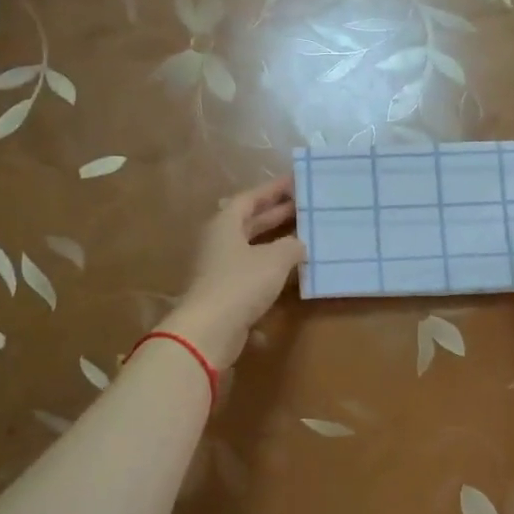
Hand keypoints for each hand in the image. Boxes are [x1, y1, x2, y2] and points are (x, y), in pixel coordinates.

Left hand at [167, 177, 305, 368]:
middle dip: (275, 213)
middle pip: (248, 221)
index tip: (295, 183)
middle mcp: (219, 242)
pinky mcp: (225, 292)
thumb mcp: (274, 260)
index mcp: (225, 224)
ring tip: (302, 236)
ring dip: (274, 241)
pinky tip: (290, 271)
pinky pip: (251, 270)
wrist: (209, 330)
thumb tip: (299, 243)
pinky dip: (270, 267)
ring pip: (250, 247)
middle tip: (303, 206)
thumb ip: (291, 246)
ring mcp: (220, 268)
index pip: (249, 198)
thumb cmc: (241, 284)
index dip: (272, 190)